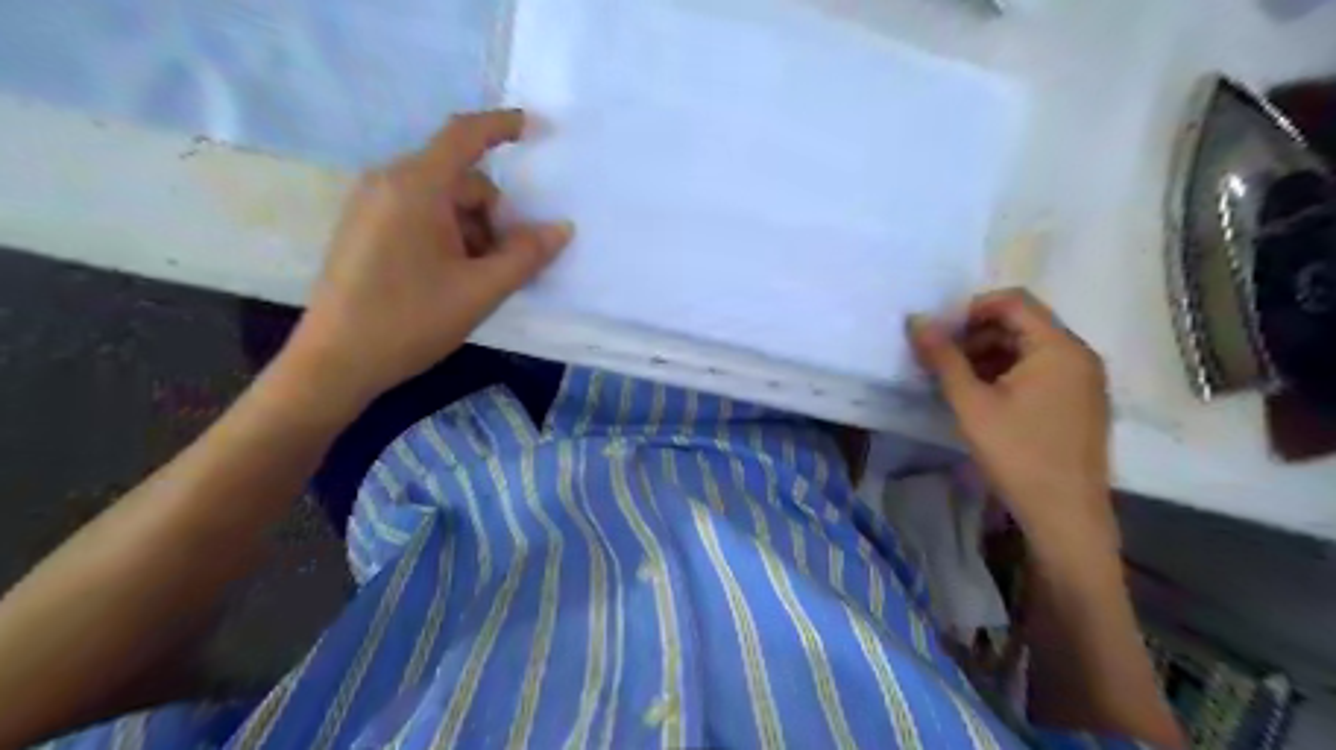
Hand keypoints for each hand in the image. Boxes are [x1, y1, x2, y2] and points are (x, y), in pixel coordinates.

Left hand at [288, 112, 567, 410]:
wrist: (336, 361)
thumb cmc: (411, 320)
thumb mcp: (481, 290)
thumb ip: (526, 255)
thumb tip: (562, 228)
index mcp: (416, 187)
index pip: (465, 135)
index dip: (503, 126)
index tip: (536, 129)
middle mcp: (389, 183)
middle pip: (462, 180)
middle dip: (493, 216)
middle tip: (502, 265)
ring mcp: (372, 205)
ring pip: (443, 201)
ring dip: (472, 231)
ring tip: (473, 281)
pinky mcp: (365, 228)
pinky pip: (420, 215)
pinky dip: (448, 236)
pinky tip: (449, 278)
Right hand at [907, 291, 1119, 558]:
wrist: (1065, 516)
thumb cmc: (1017, 454)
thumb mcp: (971, 403)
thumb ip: (943, 357)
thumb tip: (916, 320)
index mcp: (1059, 347)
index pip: (1013, 301)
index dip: (970, 309)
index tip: (939, 335)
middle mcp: (1079, 355)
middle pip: (1022, 323)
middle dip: (976, 334)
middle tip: (941, 360)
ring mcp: (1084, 380)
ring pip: (1029, 348)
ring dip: (989, 354)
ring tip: (955, 381)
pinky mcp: (1080, 403)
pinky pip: (1040, 370)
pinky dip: (1007, 373)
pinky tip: (982, 398)